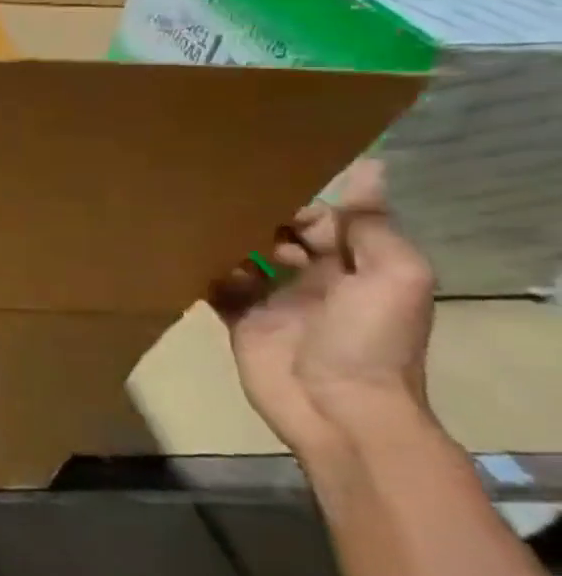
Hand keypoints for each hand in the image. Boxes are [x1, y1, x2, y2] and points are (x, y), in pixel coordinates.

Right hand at [210, 160, 436, 463]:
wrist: (337, 407)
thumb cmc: (370, 340)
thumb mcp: (393, 278)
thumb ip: (371, 228)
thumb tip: (369, 168)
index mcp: (355, 267)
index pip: (323, 222)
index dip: (296, 204)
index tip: (259, 187)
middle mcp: (313, 280)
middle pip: (279, 238)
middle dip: (254, 220)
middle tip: (214, 201)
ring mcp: (274, 302)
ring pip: (243, 259)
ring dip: (224, 243)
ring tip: (191, 223)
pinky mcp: (240, 321)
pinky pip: (217, 289)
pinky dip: (201, 273)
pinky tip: (181, 256)